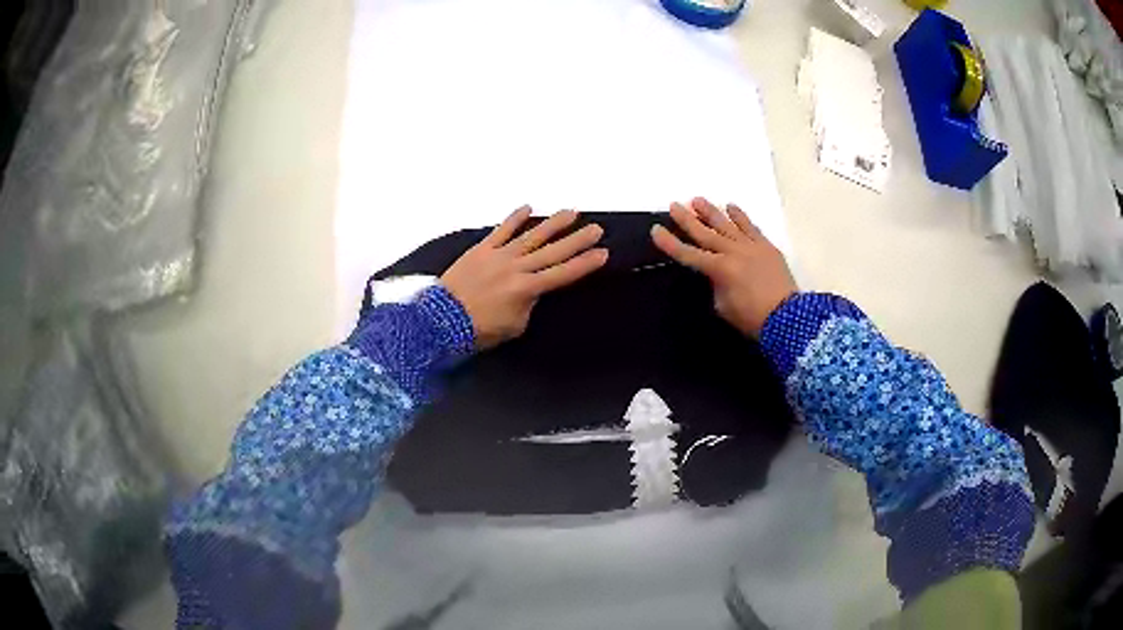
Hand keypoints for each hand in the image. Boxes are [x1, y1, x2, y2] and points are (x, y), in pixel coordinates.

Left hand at [441, 207, 607, 348]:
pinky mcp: (481, 249)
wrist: (442, 321)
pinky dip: (514, 219)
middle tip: (596, 229)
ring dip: (553, 224)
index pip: (563, 274)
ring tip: (570, 212)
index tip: (603, 254)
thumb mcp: (514, 326)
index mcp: (527, 289)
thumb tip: (532, 292)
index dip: (584, 264)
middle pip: (553, 251)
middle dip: (577, 240)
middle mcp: (517, 268)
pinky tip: (527, 207)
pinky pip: (501, 231)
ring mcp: (499, 255)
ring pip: (532, 236)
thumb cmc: (479, 330)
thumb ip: (528, 305)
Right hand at [651, 198, 795, 337]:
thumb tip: (717, 274)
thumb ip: (716, 285)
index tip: (656, 230)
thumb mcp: (724, 306)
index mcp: (719, 269)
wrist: (787, 317)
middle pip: (705, 232)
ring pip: (726, 224)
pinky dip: (740, 216)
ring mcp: (750, 246)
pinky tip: (731, 207)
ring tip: (698, 200)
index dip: (670, 243)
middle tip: (674, 205)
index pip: (687, 253)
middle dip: (687, 219)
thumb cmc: (752, 318)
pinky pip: (750, 227)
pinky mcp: (766, 246)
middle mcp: (732, 252)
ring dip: (711, 211)